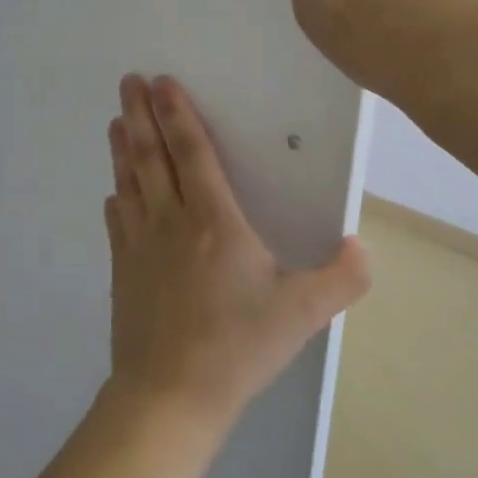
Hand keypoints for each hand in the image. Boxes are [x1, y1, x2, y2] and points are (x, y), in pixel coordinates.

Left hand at [104, 74, 369, 432]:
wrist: (170, 396)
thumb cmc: (237, 346)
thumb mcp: (302, 314)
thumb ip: (341, 278)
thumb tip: (363, 245)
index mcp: (213, 220)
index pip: (192, 152)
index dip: (177, 114)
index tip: (162, 82)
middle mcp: (171, 221)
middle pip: (151, 156)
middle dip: (140, 115)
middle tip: (127, 81)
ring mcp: (140, 245)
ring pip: (130, 182)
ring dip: (122, 148)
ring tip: (115, 120)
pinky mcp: (123, 272)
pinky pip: (118, 223)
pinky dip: (117, 199)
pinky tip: (114, 192)